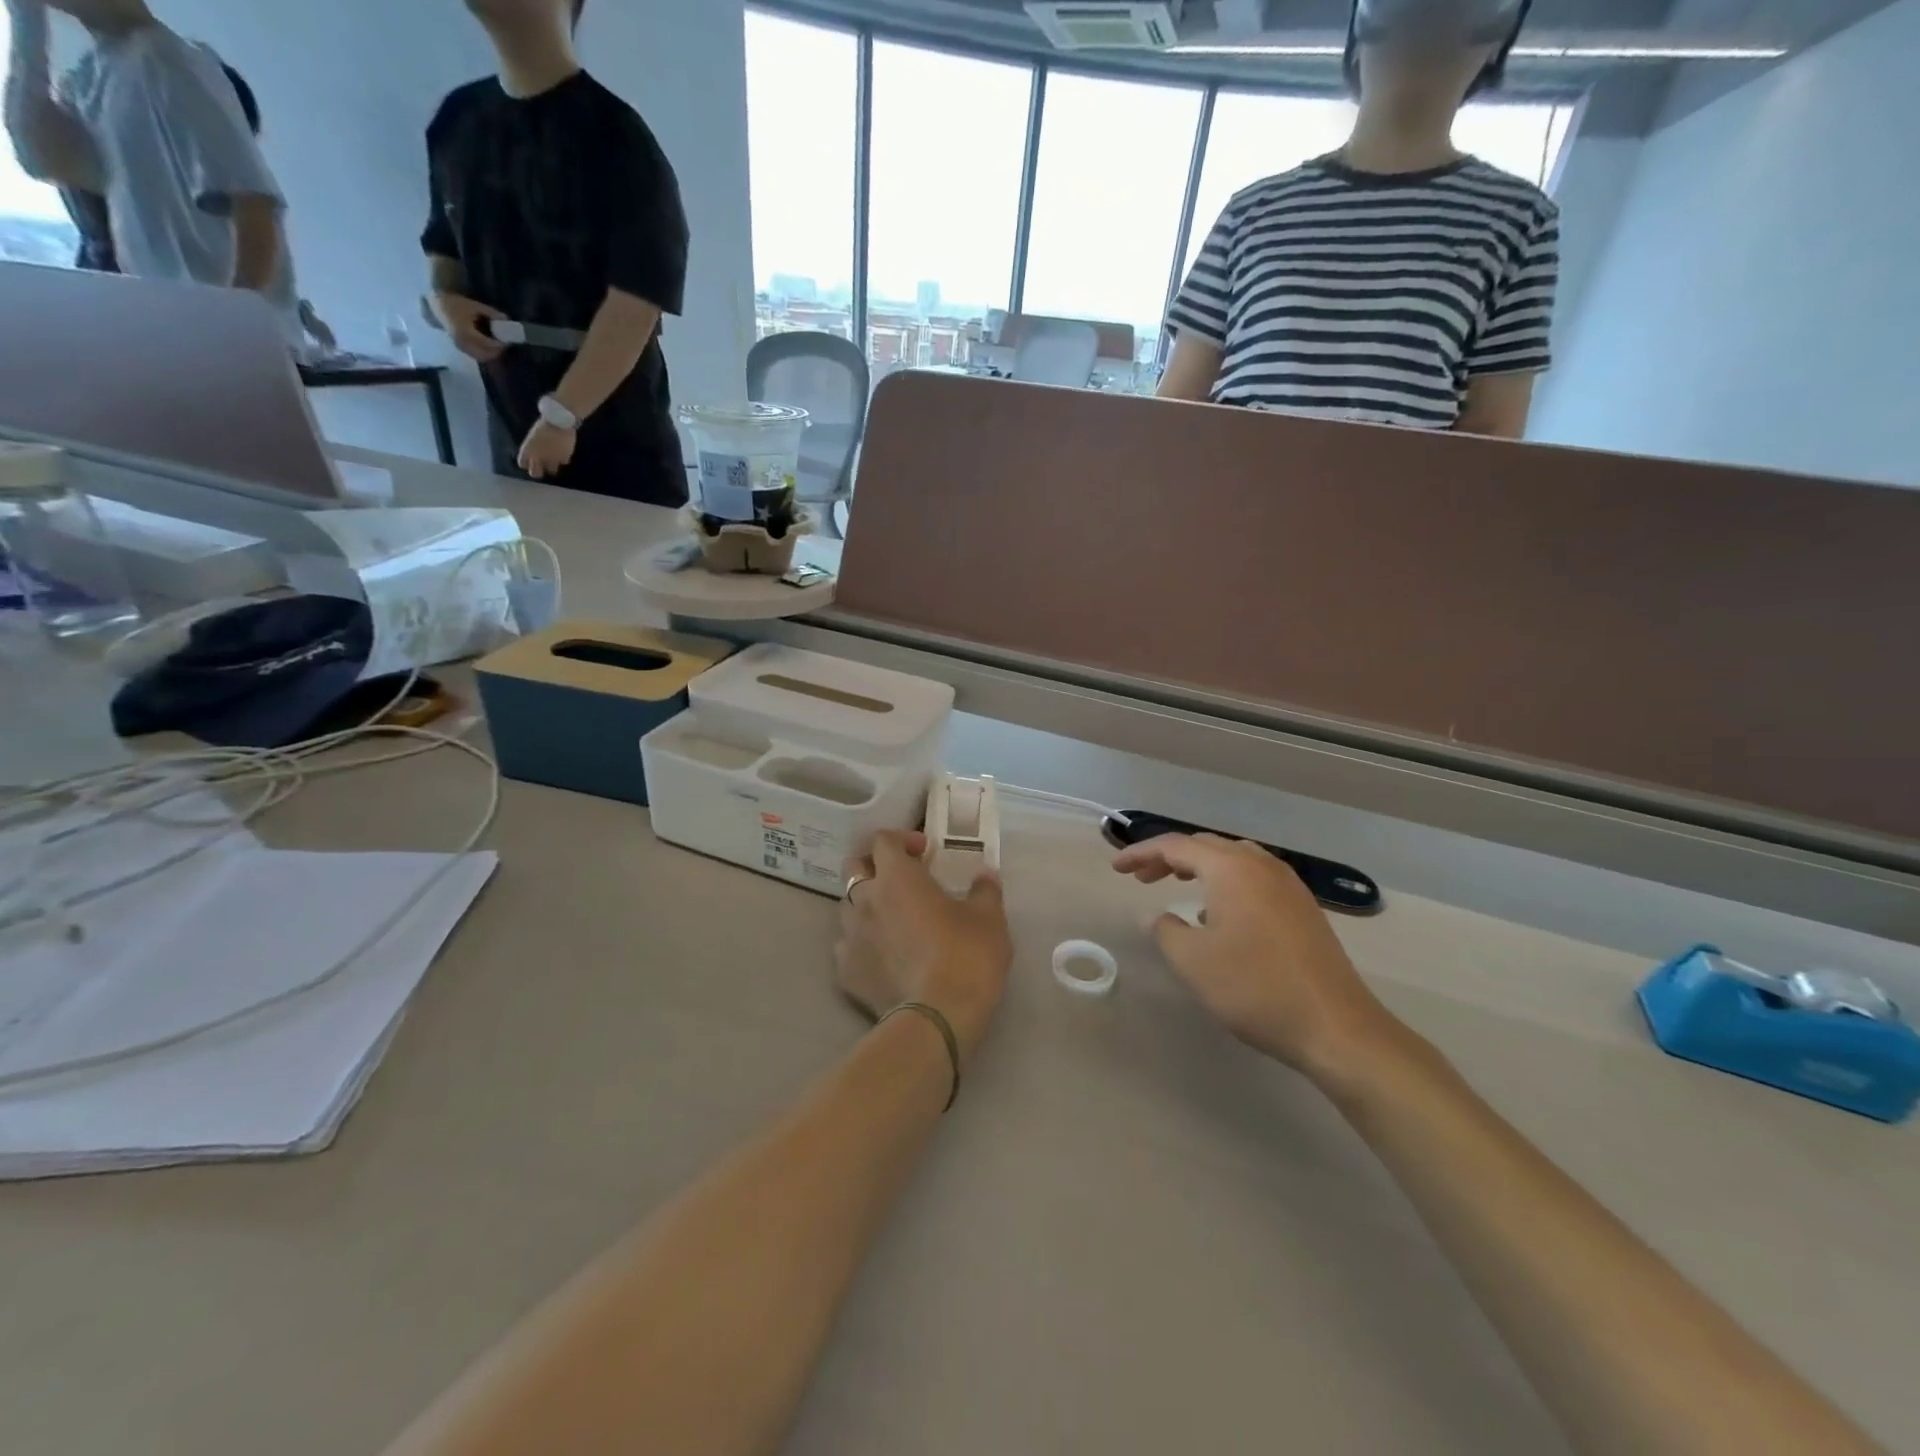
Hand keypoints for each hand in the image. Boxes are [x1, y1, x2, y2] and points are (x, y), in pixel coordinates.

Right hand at [432, 291, 505, 362]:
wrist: (437, 305)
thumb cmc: (456, 304)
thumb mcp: (475, 306)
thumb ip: (492, 313)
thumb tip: (507, 320)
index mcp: (467, 333)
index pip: (489, 345)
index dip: (501, 344)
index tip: (508, 339)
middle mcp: (463, 343)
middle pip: (487, 354)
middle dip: (498, 350)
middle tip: (504, 343)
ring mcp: (461, 347)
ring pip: (482, 357)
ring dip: (492, 353)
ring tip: (497, 344)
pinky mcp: (460, 348)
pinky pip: (476, 355)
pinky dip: (485, 353)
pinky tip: (488, 345)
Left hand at [517, 420, 575, 479]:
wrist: (559, 422)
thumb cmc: (543, 425)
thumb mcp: (533, 436)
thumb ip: (532, 447)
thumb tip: (534, 455)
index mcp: (528, 450)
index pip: (522, 463)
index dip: (525, 463)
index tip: (528, 462)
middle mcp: (538, 458)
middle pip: (535, 473)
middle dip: (537, 472)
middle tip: (540, 468)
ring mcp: (552, 459)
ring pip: (551, 471)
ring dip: (552, 467)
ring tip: (554, 461)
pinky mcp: (565, 458)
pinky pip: (563, 462)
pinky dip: (563, 459)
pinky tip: (563, 453)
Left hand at [836, 831, 1011, 1064]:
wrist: (937, 1018)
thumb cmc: (965, 956)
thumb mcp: (989, 917)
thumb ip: (984, 890)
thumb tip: (985, 875)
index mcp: (896, 877)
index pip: (883, 840)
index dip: (902, 840)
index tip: (925, 853)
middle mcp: (865, 899)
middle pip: (855, 867)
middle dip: (875, 866)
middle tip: (902, 880)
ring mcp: (849, 936)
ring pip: (847, 906)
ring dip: (867, 905)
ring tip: (893, 920)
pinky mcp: (845, 972)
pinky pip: (847, 946)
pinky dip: (862, 944)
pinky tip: (883, 956)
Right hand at [1113, 834, 1410, 1087]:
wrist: (1336, 1027)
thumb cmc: (1256, 988)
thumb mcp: (1193, 962)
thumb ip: (1166, 931)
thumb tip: (1162, 918)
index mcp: (1231, 869)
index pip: (1176, 845)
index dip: (1141, 853)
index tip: (1116, 868)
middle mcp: (1261, 865)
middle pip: (1205, 846)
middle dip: (1168, 857)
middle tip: (1140, 877)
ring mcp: (1288, 885)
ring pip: (1233, 859)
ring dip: (1199, 867)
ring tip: (1176, 885)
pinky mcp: (1303, 907)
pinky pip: (1254, 878)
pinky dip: (1225, 882)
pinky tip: (1219, 914)